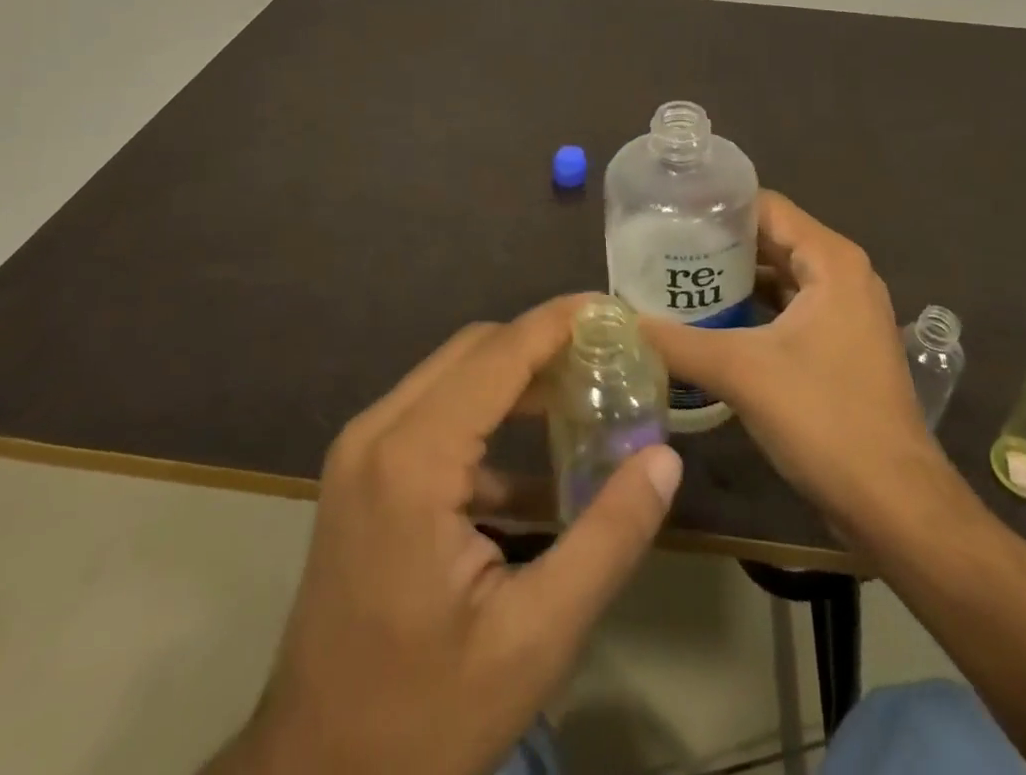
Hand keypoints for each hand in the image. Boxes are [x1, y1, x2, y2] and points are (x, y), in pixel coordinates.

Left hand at [230, 296, 683, 774]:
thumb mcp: (535, 637)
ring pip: (454, 375)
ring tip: (587, 397)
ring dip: (519, 378)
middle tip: (611, 359)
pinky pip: (435, 415)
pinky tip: (539, 466)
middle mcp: (378, 432)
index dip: (560, 322)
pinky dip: (489, 418)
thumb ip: (607, 538)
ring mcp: (363, 451)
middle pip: (475, 350)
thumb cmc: (424, 715)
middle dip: (544, 345)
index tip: (616, 311)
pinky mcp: (363, 475)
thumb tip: (663, 459)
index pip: (499, 353)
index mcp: (413, 459)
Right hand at [643, 192, 954, 542]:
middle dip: (718, 243)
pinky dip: (752, 310)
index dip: (716, 206)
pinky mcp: (840, 346)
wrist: (895, 506)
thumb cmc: (824, 419)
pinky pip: (788, 309)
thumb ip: (677, 341)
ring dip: (733, 279)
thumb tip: (621, 319)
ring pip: (779, 276)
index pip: (765, 206)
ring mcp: (846, 312)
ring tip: (676, 281)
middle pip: (771, 238)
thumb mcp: (741, 372)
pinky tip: (711, 323)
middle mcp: (843, 275)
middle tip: (661, 248)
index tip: (667, 212)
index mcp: (830, 260)